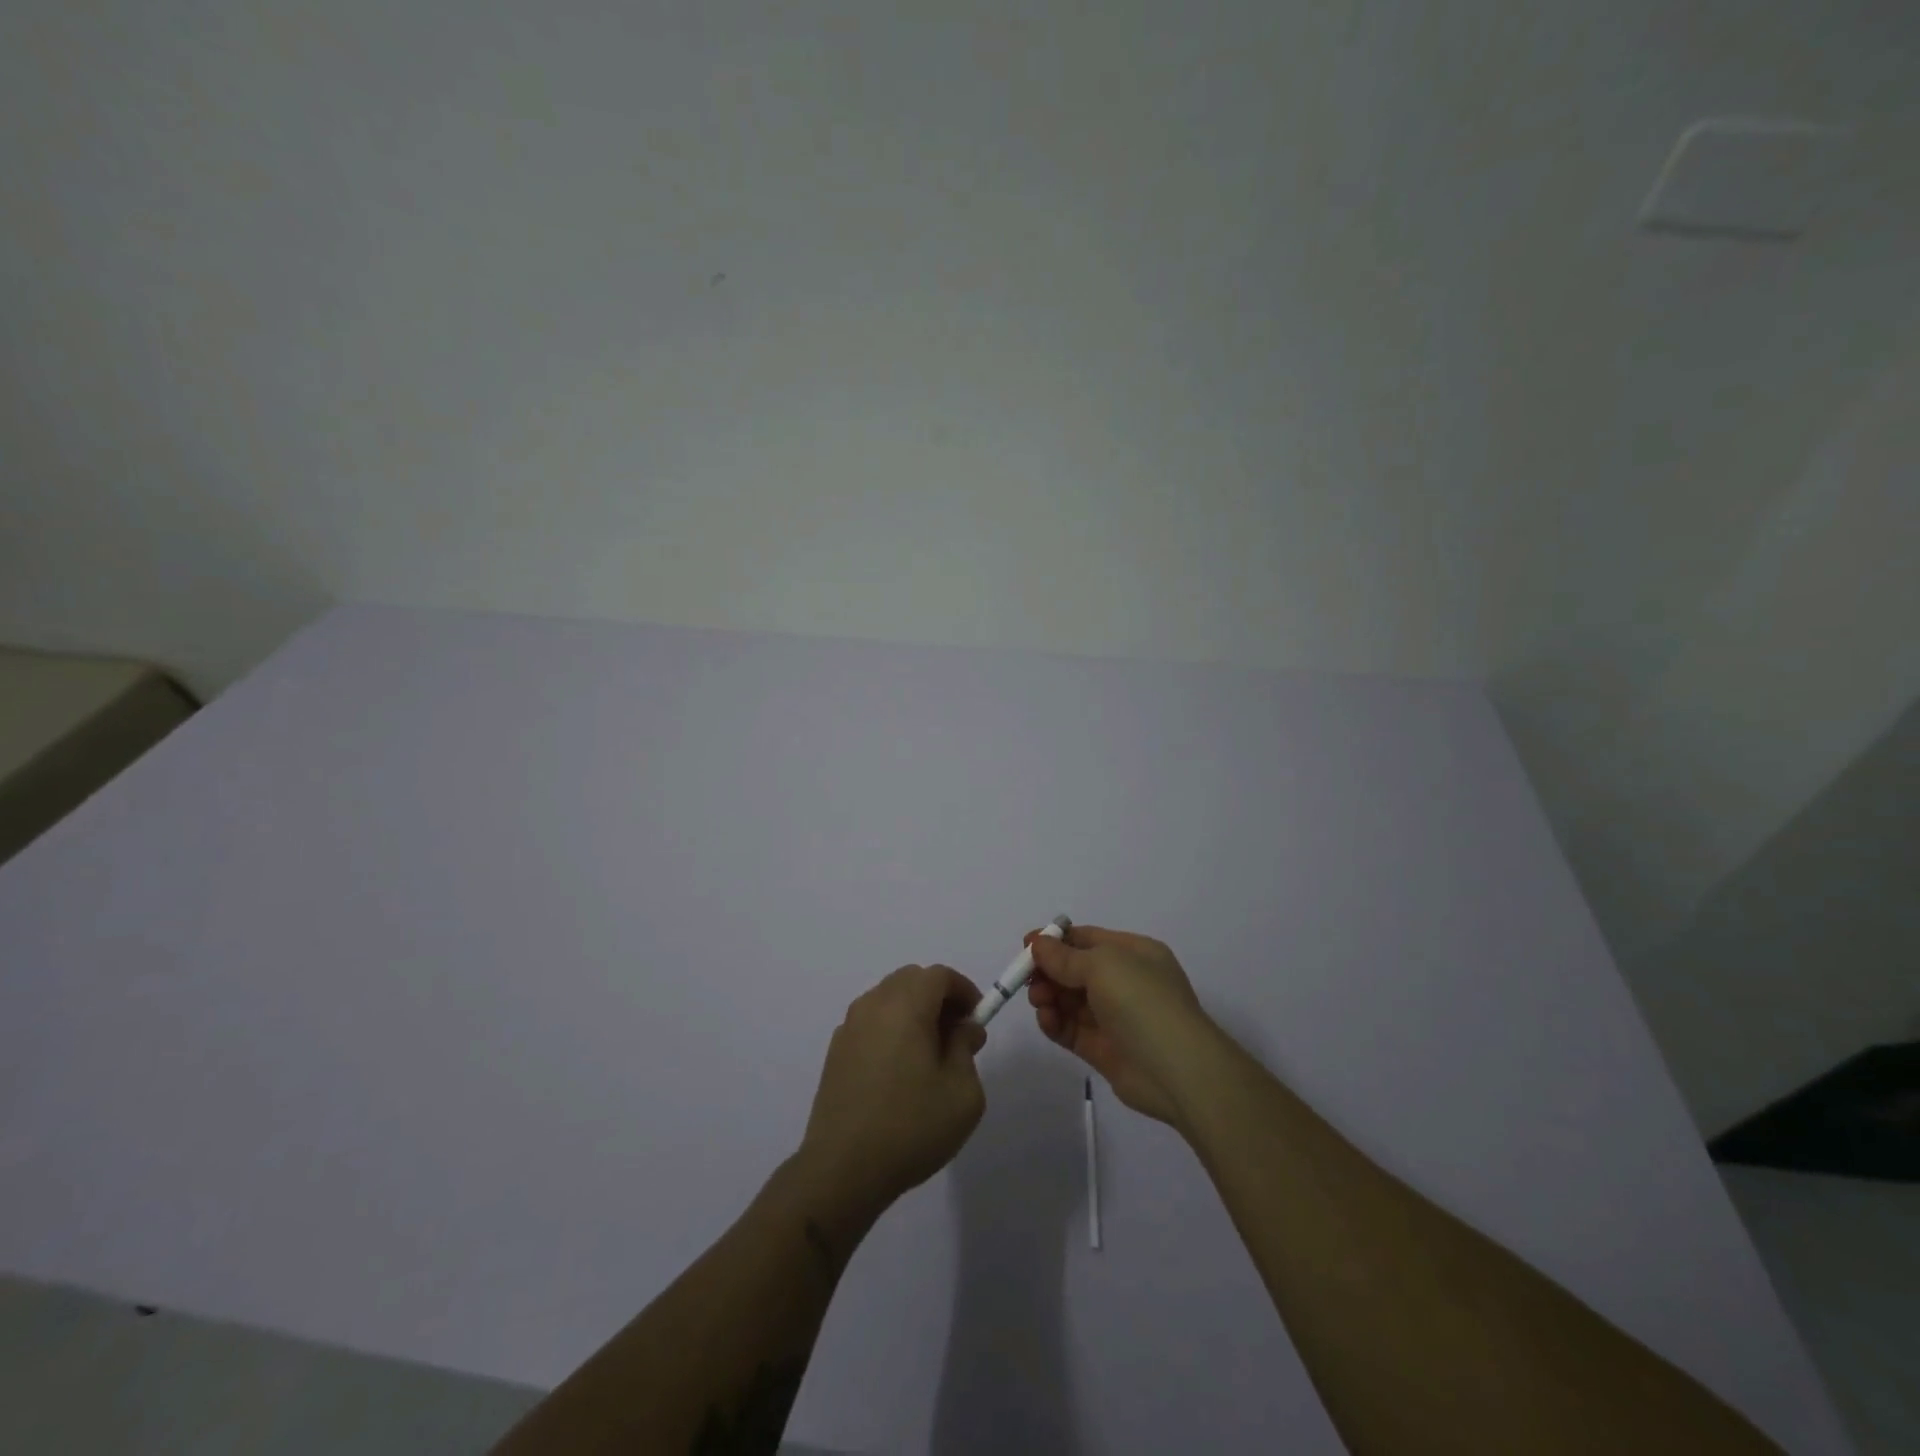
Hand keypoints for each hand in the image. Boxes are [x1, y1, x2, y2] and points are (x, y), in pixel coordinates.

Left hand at [798, 965, 988, 1218]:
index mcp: (905, 1006)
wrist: (842, 1170)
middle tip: (957, 1035)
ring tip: (929, 1055)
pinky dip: (891, 1029)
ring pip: (888, 999)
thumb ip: (966, 1049)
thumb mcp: (962, 1092)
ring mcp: (849, 1027)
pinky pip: (871, 1022)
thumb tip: (962, 1029)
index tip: (977, 1020)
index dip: (964, 990)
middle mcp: (873, 1005)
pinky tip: (899, 1071)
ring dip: (913, 1012)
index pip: (939, 975)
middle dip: (939, 998)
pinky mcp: (835, 1052)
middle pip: (911, 980)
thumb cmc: (911, 1127)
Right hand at [1027, 925, 1210, 1125]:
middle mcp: (1126, 982)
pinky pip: (1072, 1030)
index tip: (1026, 946)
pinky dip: (1055, 1023)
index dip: (1056, 941)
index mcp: (1134, 954)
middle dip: (1049, 971)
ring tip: (1039, 1001)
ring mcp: (1115, 1017)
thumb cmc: (1142, 1001)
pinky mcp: (1104, 1050)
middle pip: (1075, 970)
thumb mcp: (1103, 965)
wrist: (1178, 1070)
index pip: (1088, 940)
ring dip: (1049, 996)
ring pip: (1071, 1000)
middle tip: (1027, 979)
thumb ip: (1065, 957)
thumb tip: (1038, 943)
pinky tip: (1046, 1020)